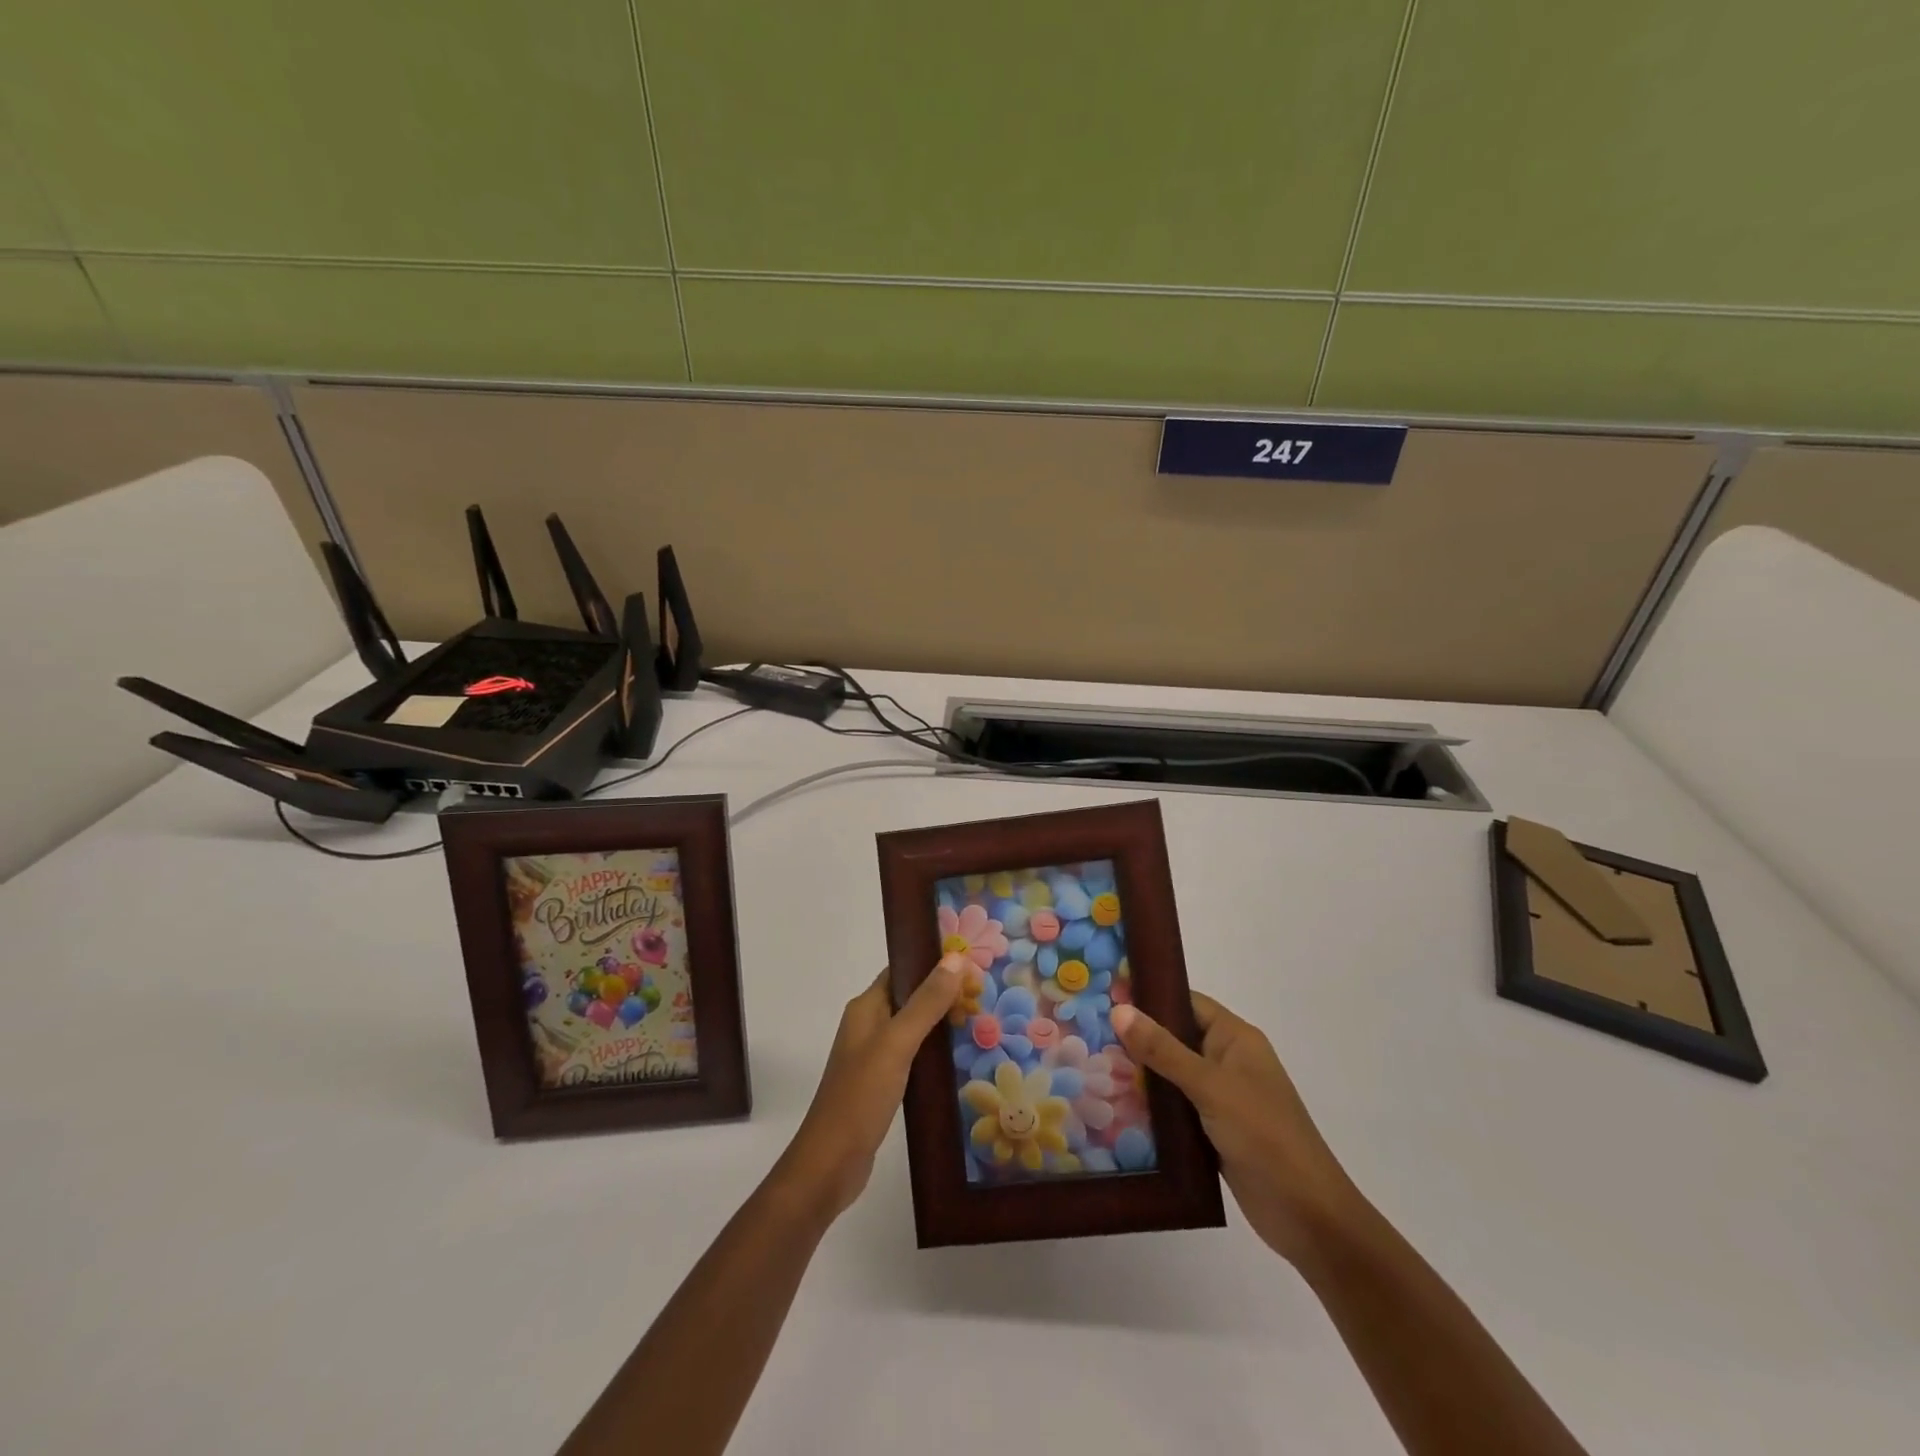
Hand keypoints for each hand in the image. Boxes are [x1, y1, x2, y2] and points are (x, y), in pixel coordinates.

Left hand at [774, 956, 964, 1222]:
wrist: (830, 1164)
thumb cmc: (861, 1096)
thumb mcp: (897, 1043)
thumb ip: (926, 1002)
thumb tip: (956, 957)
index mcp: (866, 1008)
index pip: (902, 970)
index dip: (934, 962)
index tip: (972, 962)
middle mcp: (868, 1025)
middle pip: (911, 997)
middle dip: (944, 992)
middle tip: (984, 995)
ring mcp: (874, 1056)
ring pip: (915, 1027)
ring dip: (943, 1022)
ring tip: (981, 1021)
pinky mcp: (883, 1084)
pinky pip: (915, 1055)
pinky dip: (936, 1051)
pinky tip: (961, 1059)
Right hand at [1111, 994, 1361, 1265]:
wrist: (1308, 1215)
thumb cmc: (1264, 1135)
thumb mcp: (1210, 1086)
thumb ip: (1163, 1049)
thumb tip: (1119, 1009)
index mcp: (1235, 1038)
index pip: (1185, 1002)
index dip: (1148, 997)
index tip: (1105, 994)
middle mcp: (1227, 1061)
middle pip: (1174, 1037)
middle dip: (1136, 1037)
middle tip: (1087, 1032)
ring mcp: (1221, 1097)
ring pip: (1171, 1074)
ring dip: (1139, 1073)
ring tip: (1090, 1066)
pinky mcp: (1213, 1130)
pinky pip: (1174, 1107)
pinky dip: (1150, 1106)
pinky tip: (1114, 1106)